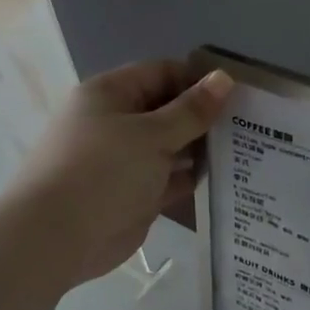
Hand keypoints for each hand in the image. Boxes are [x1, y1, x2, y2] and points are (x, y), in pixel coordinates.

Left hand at [3, 59, 233, 287]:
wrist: (57, 237)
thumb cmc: (103, 171)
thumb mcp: (152, 134)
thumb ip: (191, 110)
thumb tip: (225, 78)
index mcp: (111, 94)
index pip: (162, 73)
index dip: (199, 80)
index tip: (238, 94)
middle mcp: (116, 123)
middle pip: (168, 110)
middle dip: (204, 117)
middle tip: (251, 124)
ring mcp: (125, 161)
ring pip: (171, 147)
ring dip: (201, 149)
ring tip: (247, 149)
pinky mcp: (134, 194)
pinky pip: (169, 179)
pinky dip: (192, 178)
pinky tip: (227, 179)